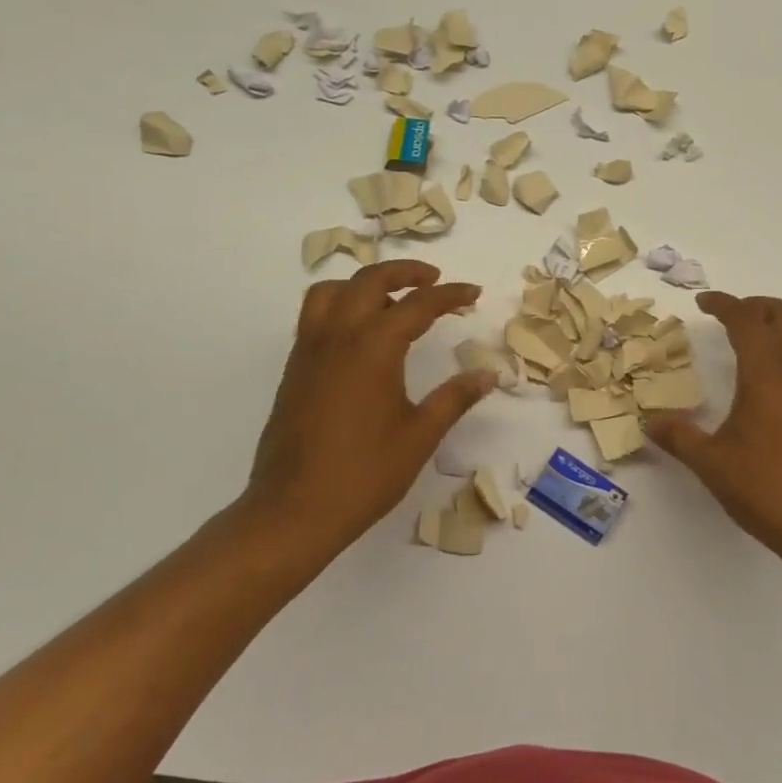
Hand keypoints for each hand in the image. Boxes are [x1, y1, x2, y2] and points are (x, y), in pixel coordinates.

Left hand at [240, 260, 494, 559]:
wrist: (293, 510)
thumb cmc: (364, 474)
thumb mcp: (420, 435)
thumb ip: (454, 398)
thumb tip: (487, 374)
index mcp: (373, 347)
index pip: (418, 305)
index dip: (450, 295)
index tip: (473, 293)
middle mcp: (338, 336)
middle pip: (370, 281)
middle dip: (405, 272)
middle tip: (434, 280)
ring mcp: (309, 351)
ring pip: (332, 291)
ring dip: (364, 283)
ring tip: (391, 298)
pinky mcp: (294, 369)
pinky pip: (315, 316)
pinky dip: (341, 305)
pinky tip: (361, 335)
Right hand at [647, 292, 781, 578]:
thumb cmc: (771, 490)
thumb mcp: (713, 464)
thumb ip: (679, 438)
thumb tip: (649, 423)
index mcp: (768, 373)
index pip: (747, 319)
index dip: (724, 304)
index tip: (704, 303)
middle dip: (756, 305)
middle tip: (729, 316)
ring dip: (780, 327)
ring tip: (753, 344)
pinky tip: (776, 385)